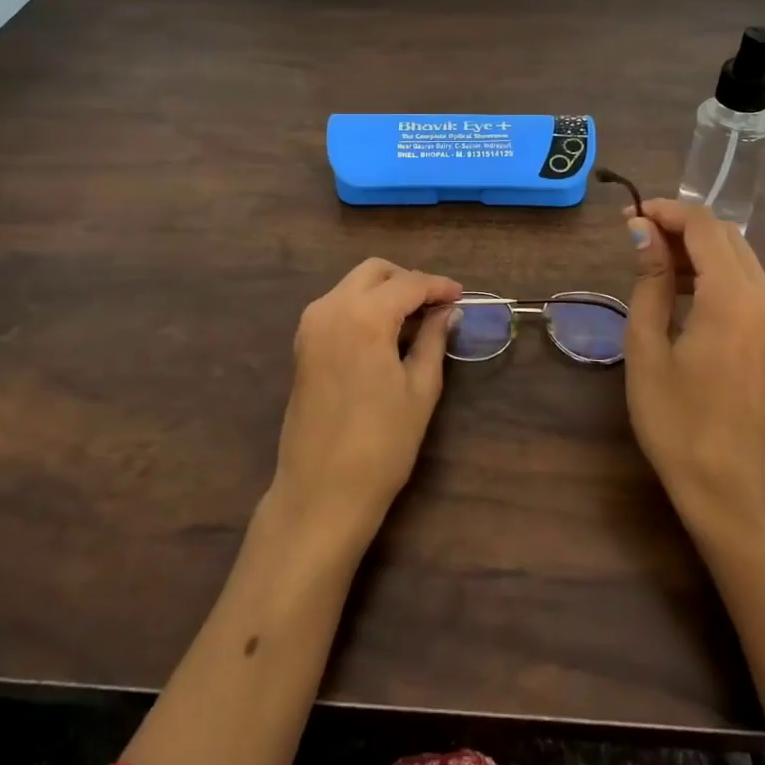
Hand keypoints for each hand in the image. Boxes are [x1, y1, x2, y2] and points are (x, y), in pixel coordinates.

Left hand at [268, 258, 461, 559]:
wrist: (321, 492)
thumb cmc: (381, 444)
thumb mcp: (420, 389)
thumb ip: (433, 340)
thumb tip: (448, 312)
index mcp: (363, 316)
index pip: (408, 284)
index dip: (438, 286)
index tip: (461, 296)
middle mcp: (331, 308)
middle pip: (374, 272)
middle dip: (408, 280)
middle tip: (438, 305)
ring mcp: (311, 324)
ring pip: (353, 285)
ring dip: (385, 291)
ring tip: (417, 318)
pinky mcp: (303, 343)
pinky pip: (338, 306)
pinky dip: (364, 306)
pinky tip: (387, 331)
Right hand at [622, 200, 764, 535]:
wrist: (727, 484)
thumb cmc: (674, 419)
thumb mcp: (647, 345)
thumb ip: (651, 280)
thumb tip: (642, 230)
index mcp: (733, 301)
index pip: (704, 227)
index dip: (666, 211)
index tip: (628, 216)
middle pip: (727, 236)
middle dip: (681, 225)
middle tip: (636, 236)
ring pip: (740, 256)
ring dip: (698, 247)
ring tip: (653, 263)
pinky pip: (748, 283)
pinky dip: (716, 272)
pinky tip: (684, 291)